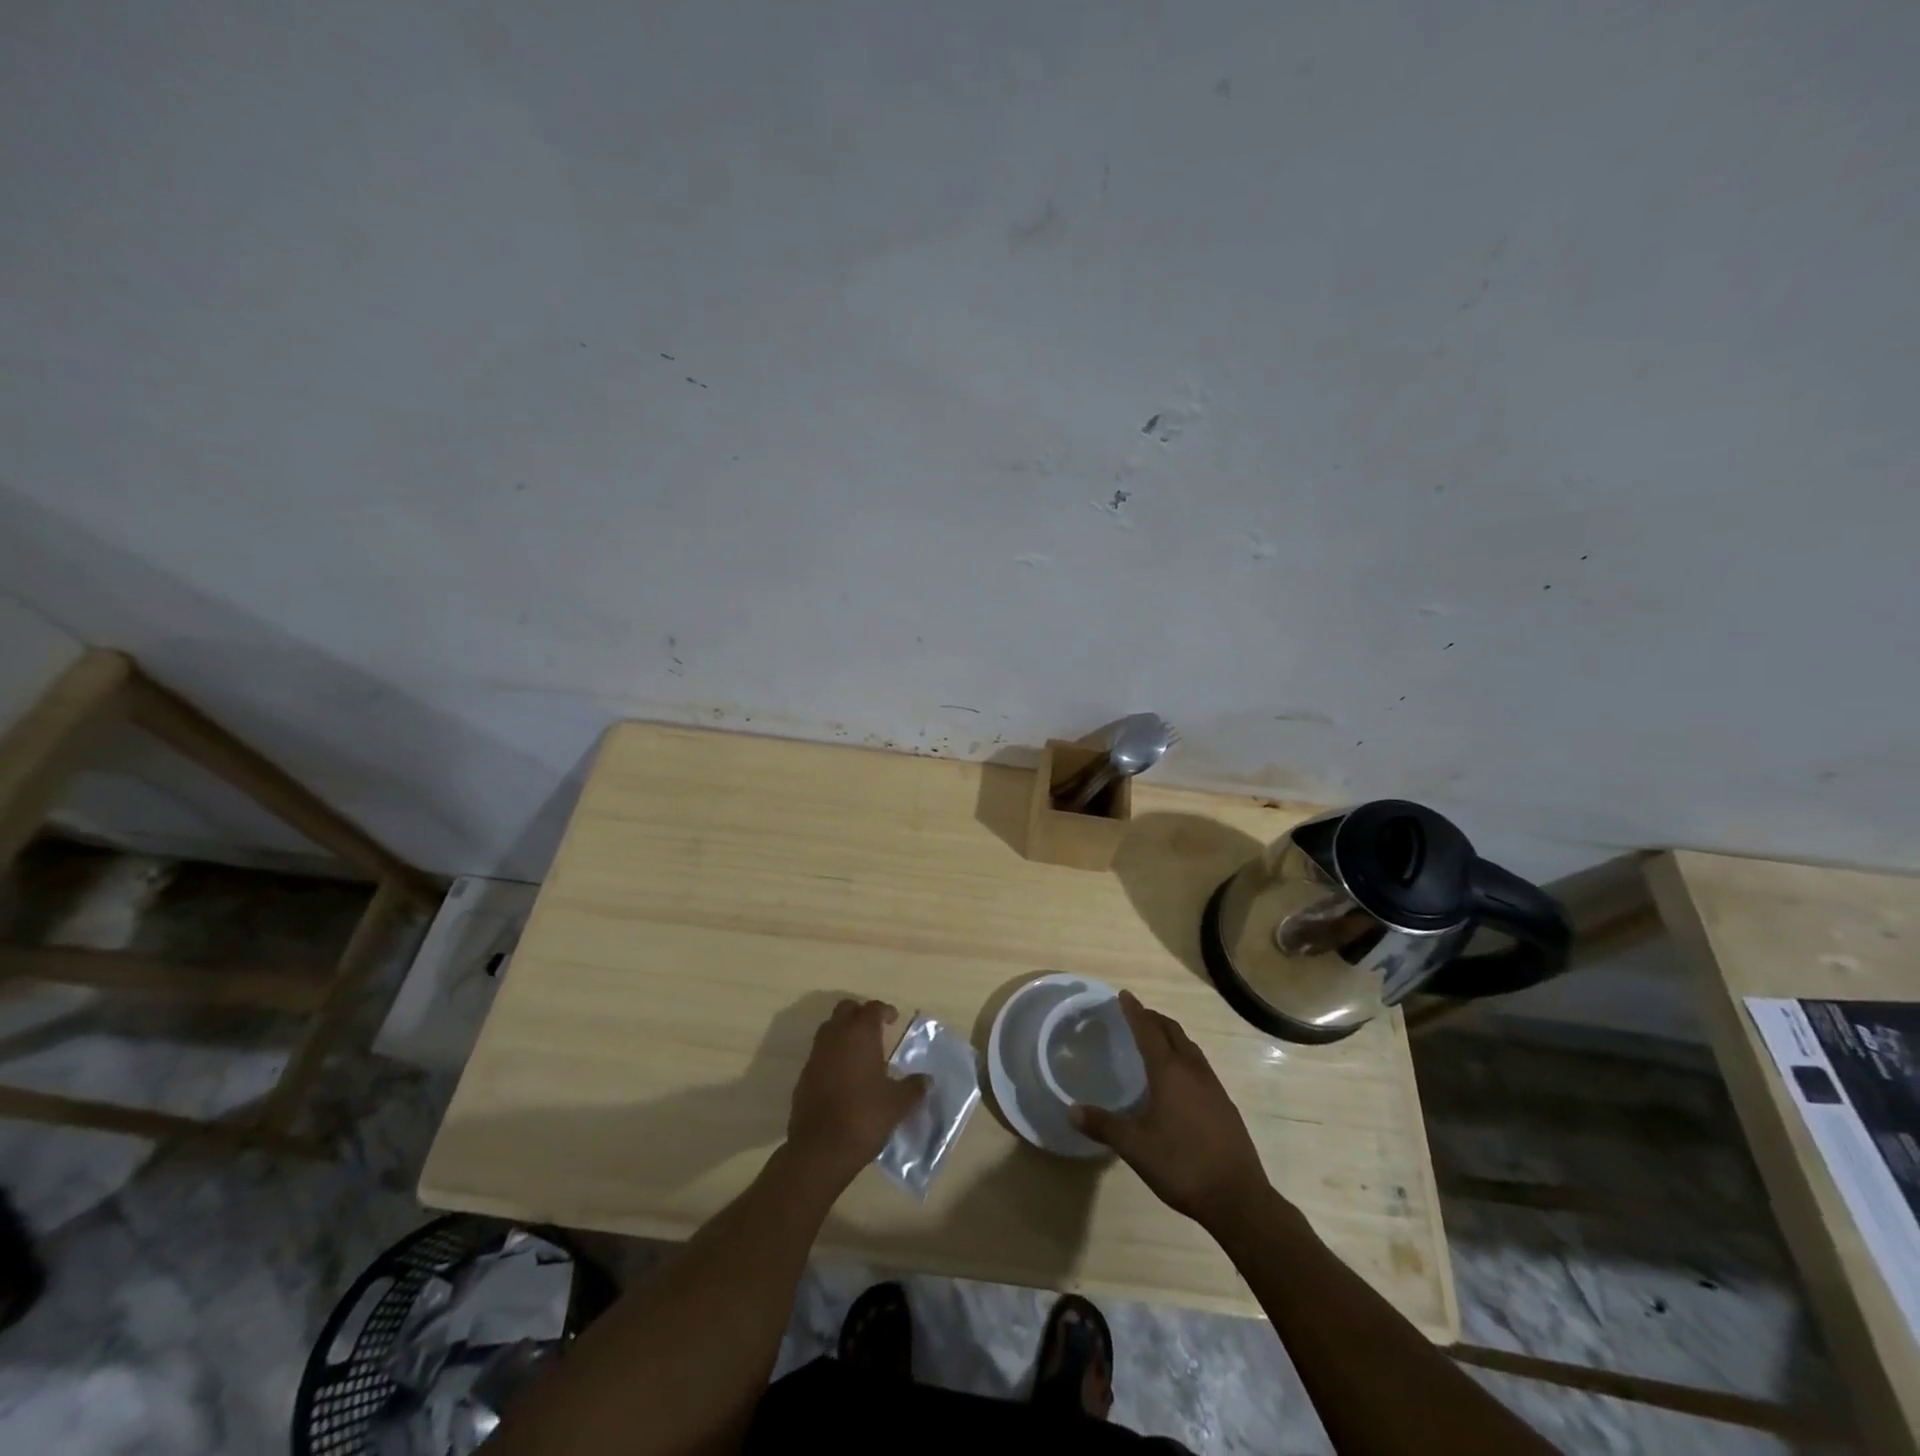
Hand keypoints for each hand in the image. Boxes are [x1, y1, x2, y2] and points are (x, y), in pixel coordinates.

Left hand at [787, 999, 927, 1184]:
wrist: (820, 1149)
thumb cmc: (864, 1117)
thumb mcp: (897, 1104)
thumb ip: (914, 1087)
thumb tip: (926, 1080)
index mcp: (860, 1034)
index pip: (872, 1008)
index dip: (885, 1010)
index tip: (894, 1020)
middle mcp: (835, 1037)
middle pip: (845, 1009)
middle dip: (860, 1014)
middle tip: (876, 1029)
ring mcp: (815, 1055)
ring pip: (829, 1029)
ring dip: (844, 1033)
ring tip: (861, 1052)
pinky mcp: (803, 1076)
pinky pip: (820, 1054)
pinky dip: (832, 1056)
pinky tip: (844, 1077)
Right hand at [1070, 992, 1269, 1228]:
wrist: (1237, 1198)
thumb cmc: (1181, 1165)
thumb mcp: (1135, 1147)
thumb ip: (1103, 1125)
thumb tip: (1072, 1111)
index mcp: (1169, 1072)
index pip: (1148, 1031)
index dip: (1134, 1011)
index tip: (1124, 995)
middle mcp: (1192, 1070)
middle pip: (1172, 1032)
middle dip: (1153, 1019)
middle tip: (1137, 1014)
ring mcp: (1213, 1087)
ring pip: (1189, 1047)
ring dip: (1171, 1036)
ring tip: (1157, 1039)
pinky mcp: (1225, 1104)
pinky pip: (1200, 1065)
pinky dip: (1184, 1056)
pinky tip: (1179, 1078)